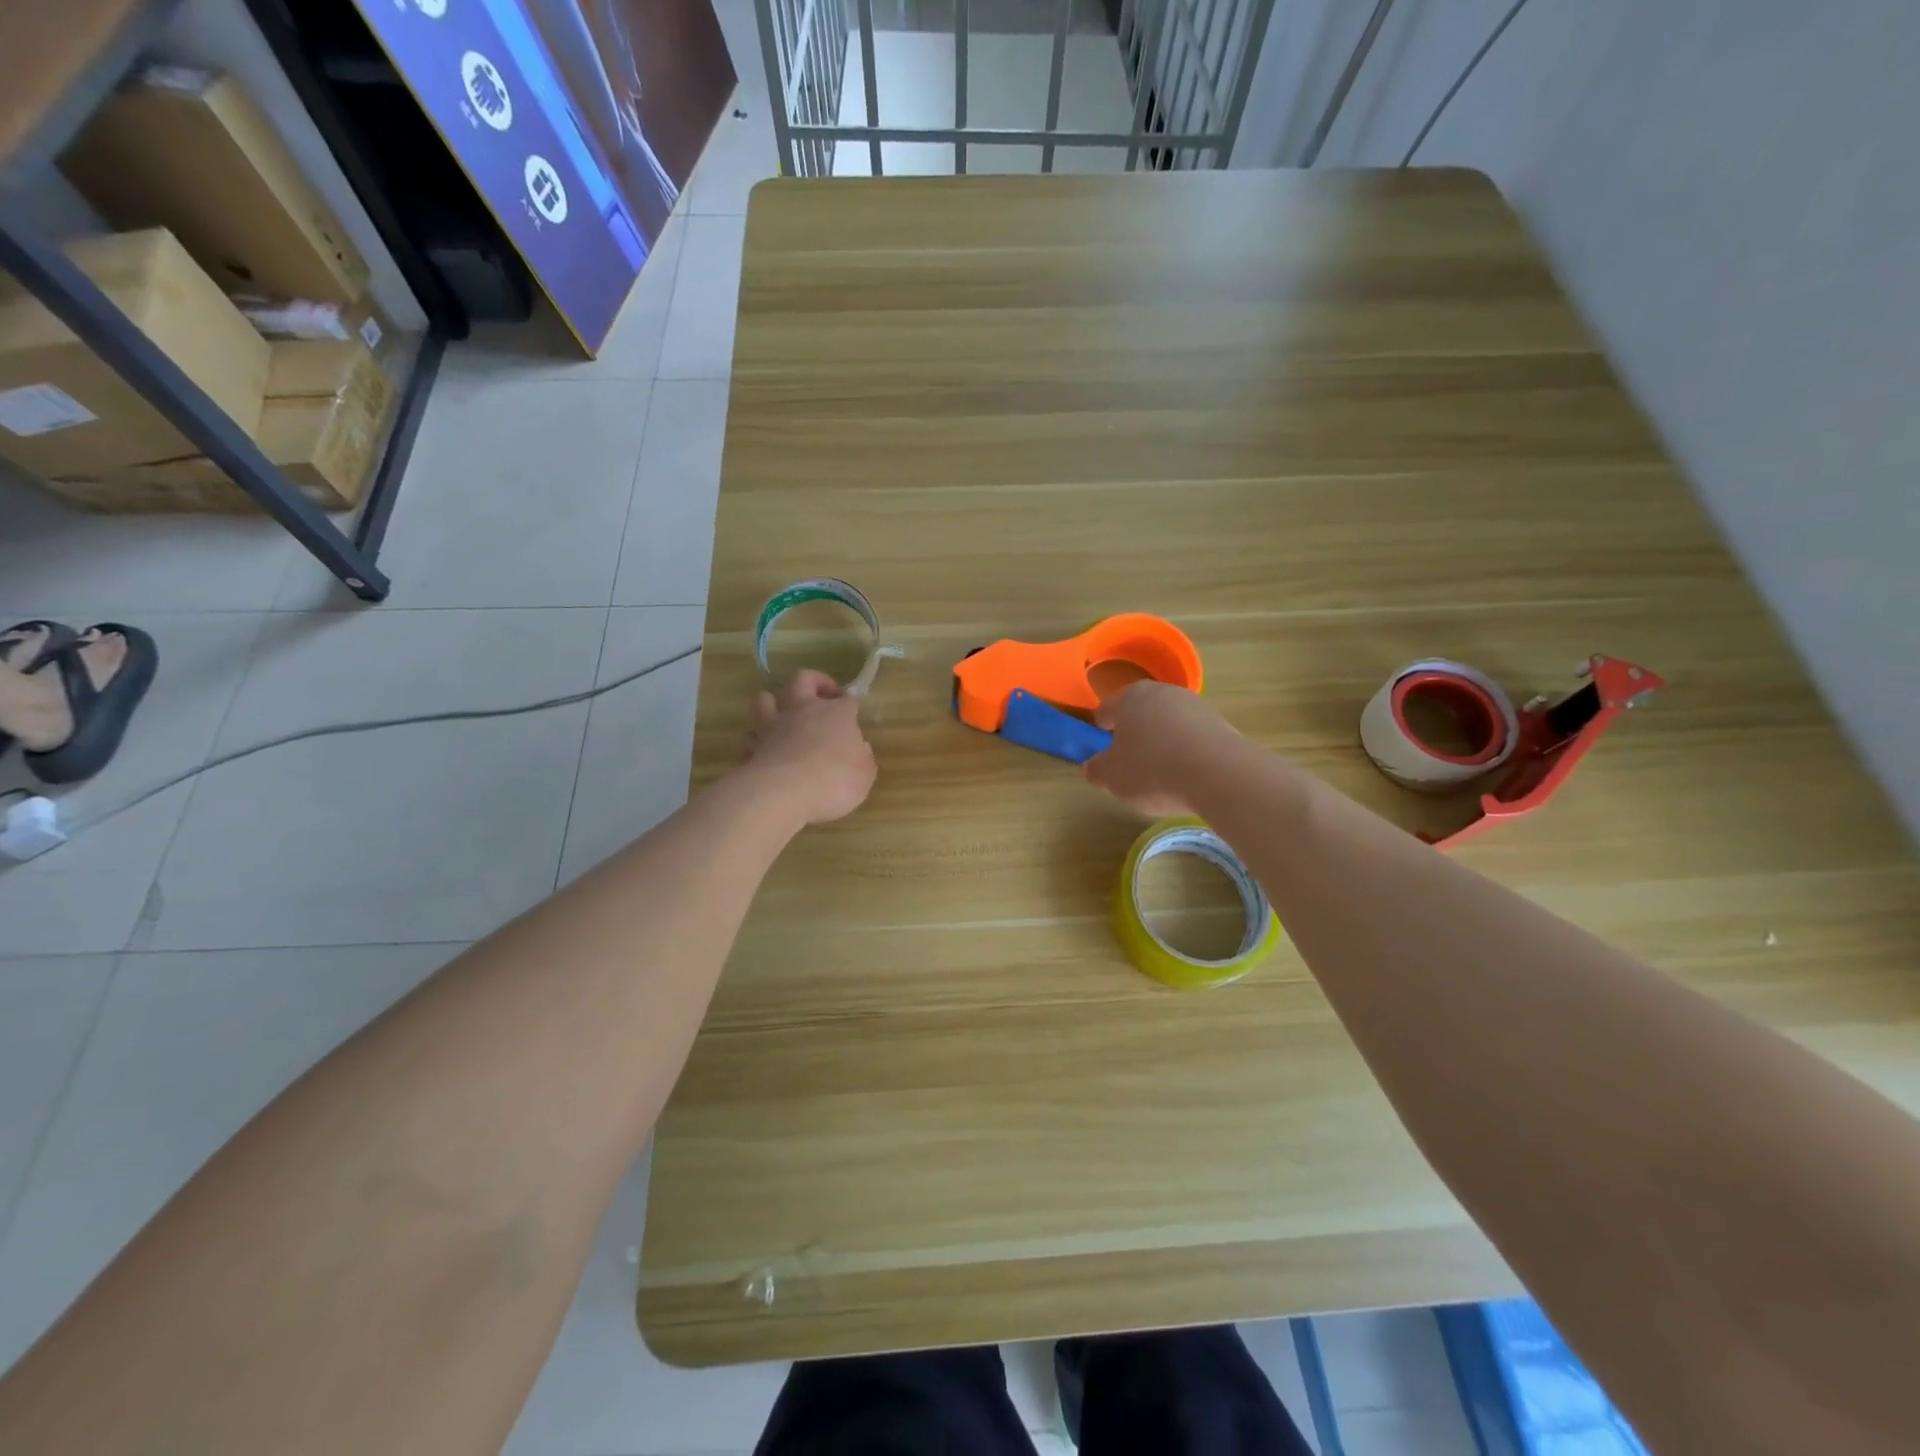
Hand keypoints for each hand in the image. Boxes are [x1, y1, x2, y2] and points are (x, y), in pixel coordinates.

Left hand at [740, 669, 876, 824]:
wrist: (784, 793)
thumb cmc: (834, 780)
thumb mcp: (864, 775)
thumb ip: (863, 759)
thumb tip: (860, 748)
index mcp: (837, 714)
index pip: (846, 699)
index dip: (850, 704)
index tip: (852, 713)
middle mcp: (803, 711)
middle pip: (803, 679)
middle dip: (814, 681)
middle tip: (822, 694)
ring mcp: (773, 727)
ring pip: (764, 699)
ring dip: (772, 702)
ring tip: (781, 713)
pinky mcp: (752, 748)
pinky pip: (749, 737)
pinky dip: (755, 740)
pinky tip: (762, 749)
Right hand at [1083, 681, 1233, 817]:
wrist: (1219, 775)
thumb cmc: (1153, 769)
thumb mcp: (1112, 777)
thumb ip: (1096, 769)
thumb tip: (1092, 766)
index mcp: (1130, 697)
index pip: (1106, 708)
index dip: (1100, 727)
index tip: (1101, 746)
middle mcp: (1163, 692)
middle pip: (1141, 712)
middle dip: (1134, 732)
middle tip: (1130, 761)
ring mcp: (1196, 705)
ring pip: (1169, 722)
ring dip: (1163, 740)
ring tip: (1162, 772)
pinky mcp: (1222, 723)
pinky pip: (1194, 737)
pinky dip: (1187, 751)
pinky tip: (1188, 774)